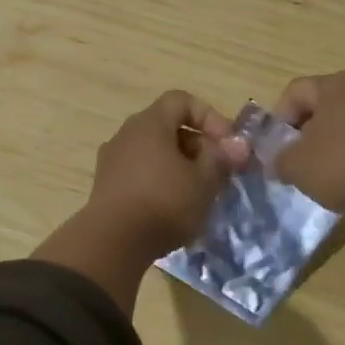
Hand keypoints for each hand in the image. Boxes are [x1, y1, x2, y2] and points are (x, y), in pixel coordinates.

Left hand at [86, 91, 249, 255]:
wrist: (112, 243)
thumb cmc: (164, 202)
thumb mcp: (203, 181)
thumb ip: (221, 158)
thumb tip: (238, 145)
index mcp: (149, 123)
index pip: (181, 101)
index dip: (210, 117)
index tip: (226, 144)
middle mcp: (126, 135)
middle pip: (168, 128)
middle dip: (198, 147)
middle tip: (217, 173)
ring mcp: (111, 161)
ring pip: (154, 154)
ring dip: (180, 168)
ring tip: (199, 194)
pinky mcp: (106, 188)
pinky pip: (140, 175)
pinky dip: (160, 184)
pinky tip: (174, 210)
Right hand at [271, 71, 344, 268]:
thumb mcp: (297, 166)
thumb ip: (278, 159)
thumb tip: (276, 161)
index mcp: (336, 85)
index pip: (295, 91)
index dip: (278, 119)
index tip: (275, 148)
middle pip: (324, 106)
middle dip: (305, 133)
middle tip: (296, 162)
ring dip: (332, 146)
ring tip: (324, 176)